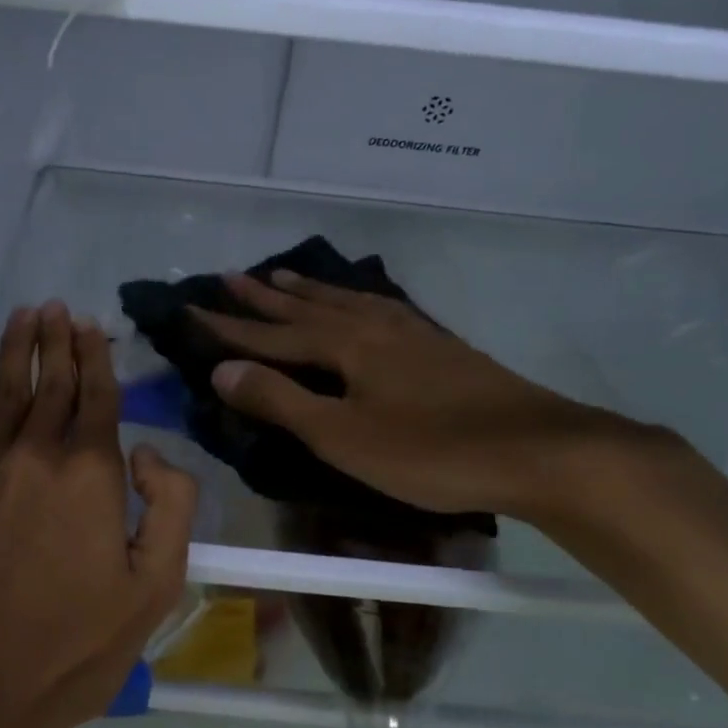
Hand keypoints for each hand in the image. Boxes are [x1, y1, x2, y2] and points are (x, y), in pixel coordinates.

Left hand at [0, 301, 197, 727]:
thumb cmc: (71, 649)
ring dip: (15, 348)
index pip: (98, 397)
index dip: (97, 357)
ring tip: (24, 314)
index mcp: (91, 475)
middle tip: (58, 307)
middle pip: (50, 383)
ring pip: (2, 390)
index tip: (92, 325)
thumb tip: (148, 453)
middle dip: (58, 341)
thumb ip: (171, 509)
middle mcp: (34, 454)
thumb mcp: (154, 590)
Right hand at [196, 271, 641, 520]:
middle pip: (306, 308)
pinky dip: (354, 301)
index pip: (271, 335)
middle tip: (229, 276)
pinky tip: (362, 305)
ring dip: (308, 291)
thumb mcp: (342, 435)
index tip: (190, 309)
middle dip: (263, 297)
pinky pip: (379, 309)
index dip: (228, 327)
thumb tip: (220, 370)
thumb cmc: (429, 450)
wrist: (536, 450)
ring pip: (345, 302)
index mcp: (345, 346)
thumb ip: (281, 401)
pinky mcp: (439, 347)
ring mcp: (411, 334)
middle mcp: (373, 327)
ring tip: (282, 276)